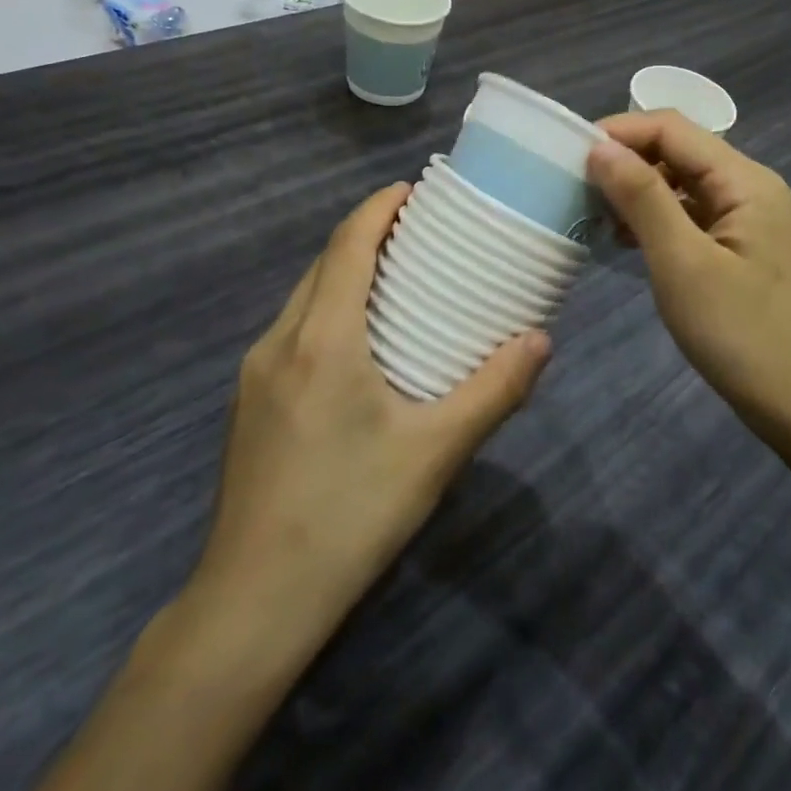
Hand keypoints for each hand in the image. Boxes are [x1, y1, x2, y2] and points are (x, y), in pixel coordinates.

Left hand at [183, 184, 550, 632]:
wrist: (254, 601)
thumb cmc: (350, 514)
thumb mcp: (435, 452)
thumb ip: (493, 391)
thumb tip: (540, 340)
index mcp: (321, 340)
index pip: (346, 246)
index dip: (377, 208)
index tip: (413, 188)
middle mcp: (279, 343)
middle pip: (322, 265)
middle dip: (365, 235)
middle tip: (419, 233)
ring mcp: (255, 375)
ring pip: (303, 298)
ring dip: (345, 273)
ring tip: (396, 279)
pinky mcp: (250, 405)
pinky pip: (293, 331)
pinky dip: (328, 310)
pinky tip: (359, 344)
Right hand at [588, 114, 790, 441]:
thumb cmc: (739, 334)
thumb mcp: (682, 262)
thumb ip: (642, 198)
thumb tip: (600, 147)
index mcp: (746, 181)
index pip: (674, 129)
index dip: (621, 132)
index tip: (570, 156)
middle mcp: (752, 188)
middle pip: (681, 151)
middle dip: (628, 160)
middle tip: (576, 187)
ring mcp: (751, 219)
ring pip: (685, 184)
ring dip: (640, 190)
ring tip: (594, 213)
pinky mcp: (743, 247)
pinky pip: (693, 215)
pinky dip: (658, 219)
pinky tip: (627, 240)